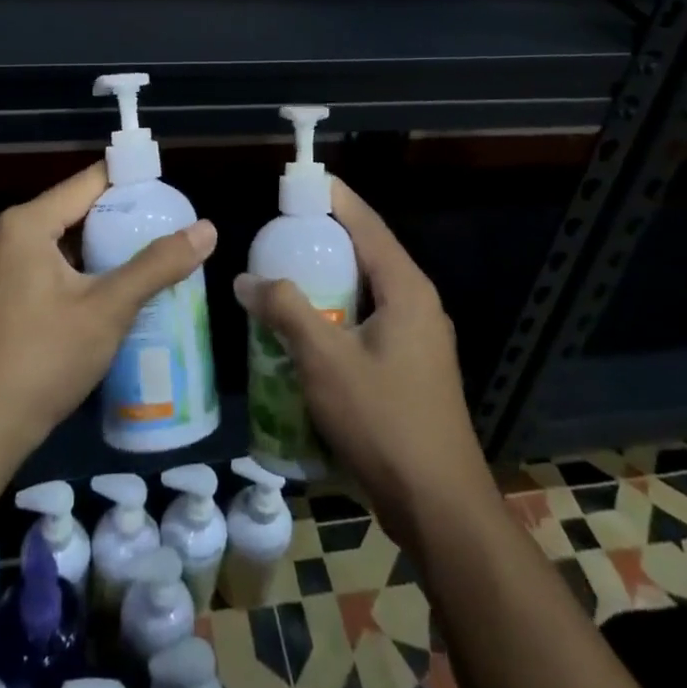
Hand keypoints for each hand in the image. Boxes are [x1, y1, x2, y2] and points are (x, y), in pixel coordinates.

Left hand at [0, 163, 217, 469]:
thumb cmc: (41, 362)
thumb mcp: (107, 310)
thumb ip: (157, 265)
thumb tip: (207, 229)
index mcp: (23, 224)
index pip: (88, 182)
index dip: (131, 183)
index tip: (169, 194)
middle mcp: (1, 235)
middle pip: (71, 210)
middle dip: (118, 220)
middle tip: (165, 231)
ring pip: (56, 241)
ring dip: (97, 249)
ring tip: (146, 259)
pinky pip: (40, 266)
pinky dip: (73, 271)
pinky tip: (106, 292)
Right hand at [234, 179, 489, 549]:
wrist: (440, 507)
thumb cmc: (385, 422)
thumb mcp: (325, 361)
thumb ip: (286, 311)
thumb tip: (246, 280)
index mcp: (406, 289)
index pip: (367, 224)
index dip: (335, 198)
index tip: (301, 180)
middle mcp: (417, 304)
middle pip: (367, 254)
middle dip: (325, 238)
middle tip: (280, 229)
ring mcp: (418, 339)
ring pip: (367, 291)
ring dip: (329, 279)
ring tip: (285, 273)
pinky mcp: (411, 368)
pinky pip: (369, 321)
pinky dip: (337, 313)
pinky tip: (305, 328)